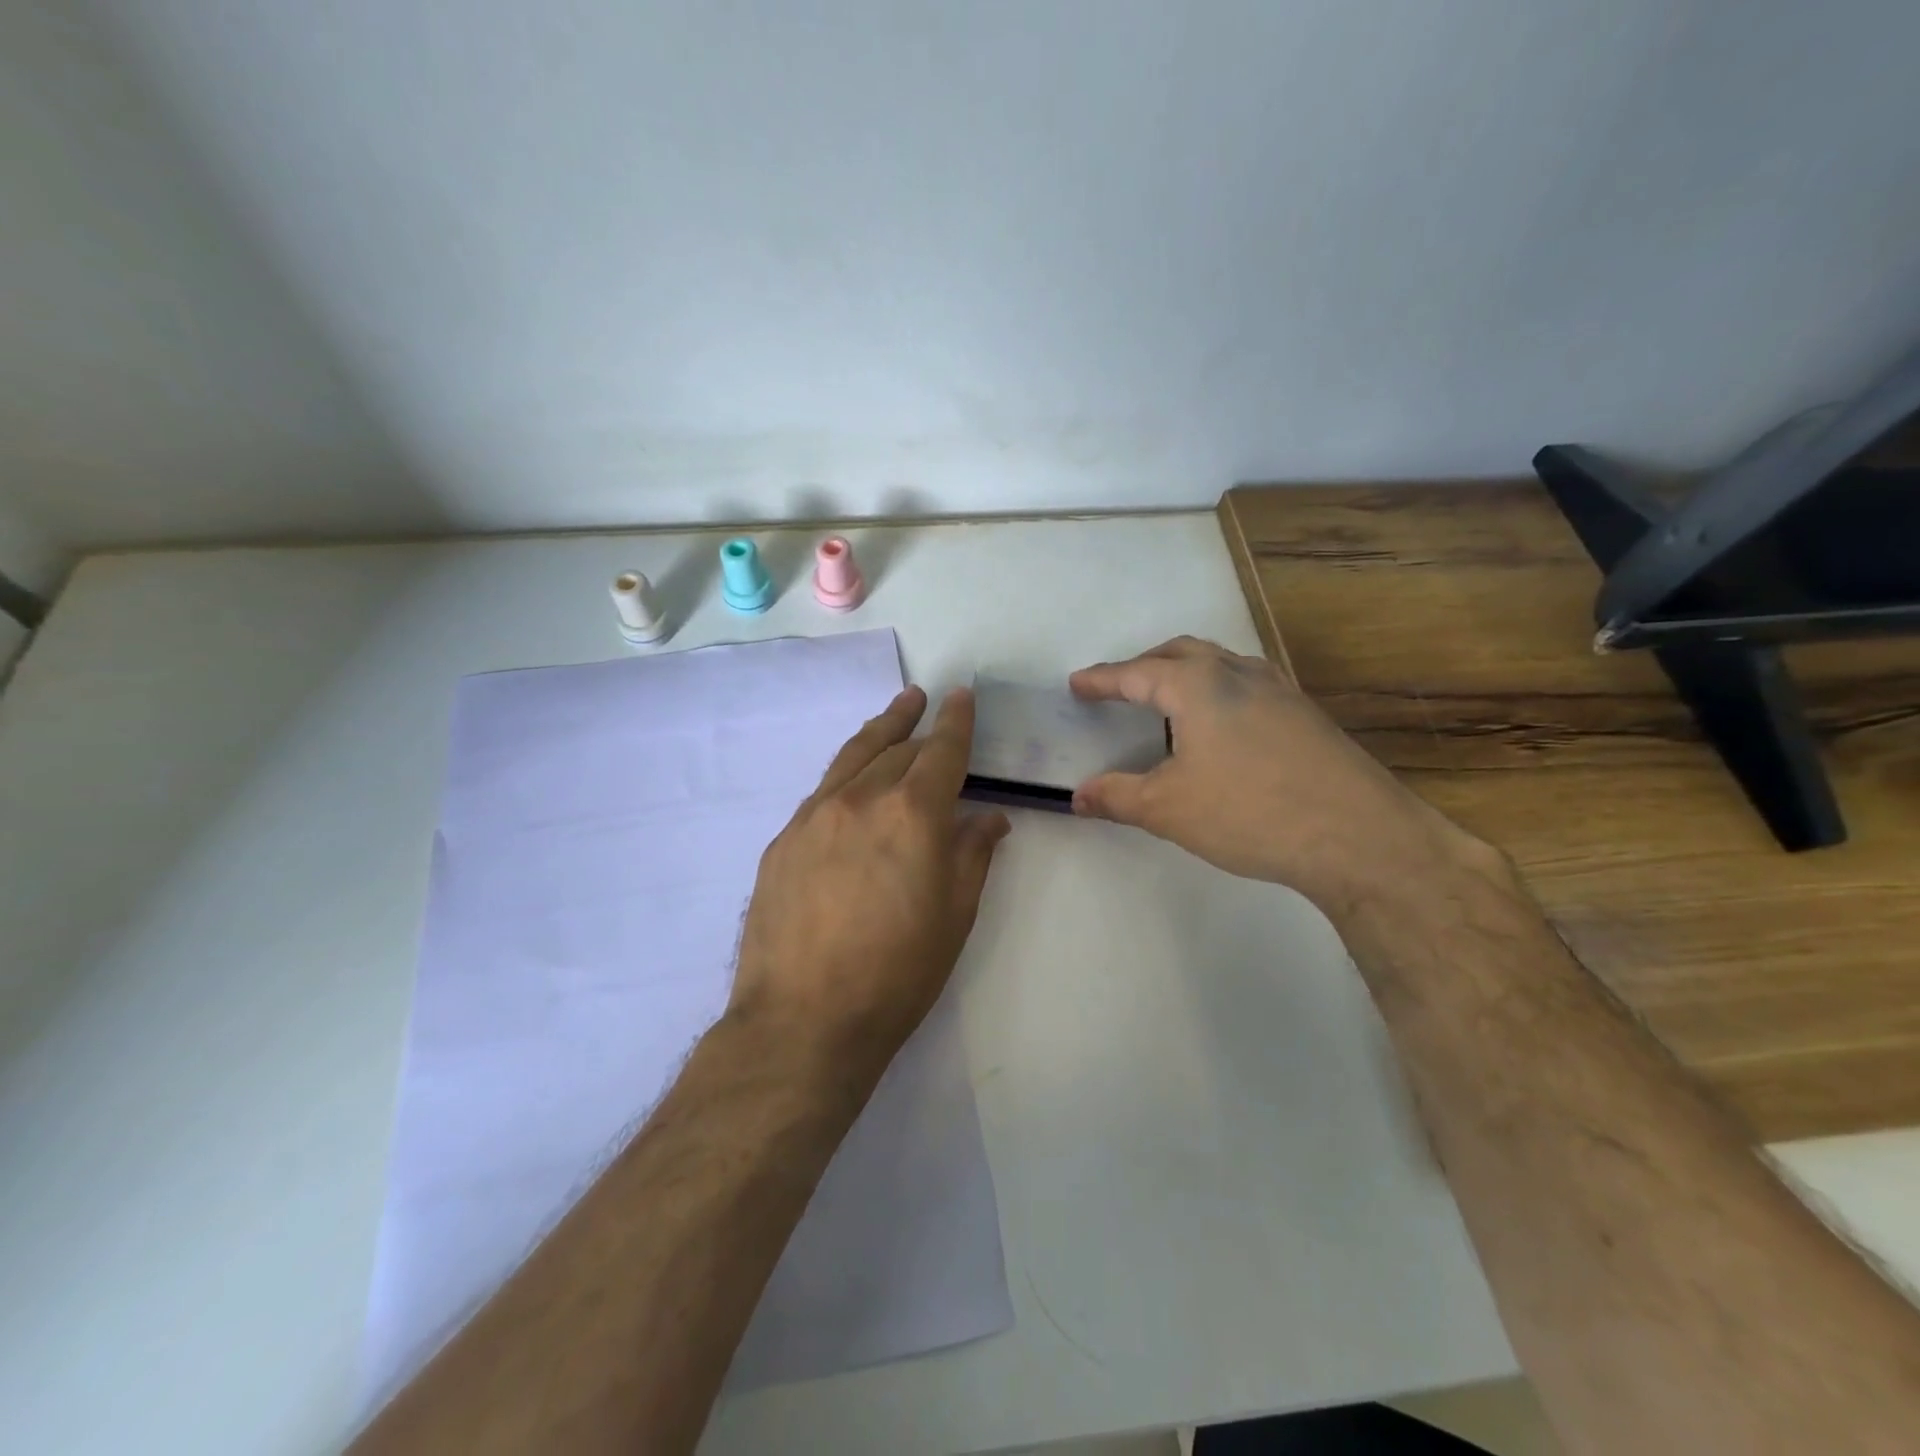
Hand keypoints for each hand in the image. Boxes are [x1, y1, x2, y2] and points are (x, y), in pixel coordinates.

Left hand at [729, 686, 1010, 1082]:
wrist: (803, 1021)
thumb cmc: (897, 975)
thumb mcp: (954, 917)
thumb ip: (972, 856)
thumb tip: (988, 818)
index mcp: (913, 814)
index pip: (942, 752)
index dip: (956, 722)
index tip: (962, 696)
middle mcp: (861, 800)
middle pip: (895, 748)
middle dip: (918, 725)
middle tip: (929, 704)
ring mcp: (813, 817)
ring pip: (852, 758)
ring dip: (879, 732)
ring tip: (895, 712)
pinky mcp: (783, 841)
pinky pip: (822, 792)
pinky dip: (847, 775)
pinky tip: (852, 782)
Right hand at [1069, 637, 1484, 916]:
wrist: (1358, 837)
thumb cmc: (1248, 813)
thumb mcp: (1168, 808)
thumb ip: (1117, 796)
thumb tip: (1077, 796)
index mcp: (1198, 685)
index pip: (1137, 673)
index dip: (1102, 680)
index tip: (1077, 684)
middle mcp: (1239, 673)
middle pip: (1182, 653)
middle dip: (1145, 665)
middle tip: (1121, 686)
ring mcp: (1281, 690)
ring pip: (1222, 664)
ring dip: (1187, 673)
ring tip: (1169, 701)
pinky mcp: (1307, 715)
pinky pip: (1249, 686)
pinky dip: (1220, 692)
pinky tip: (1223, 727)